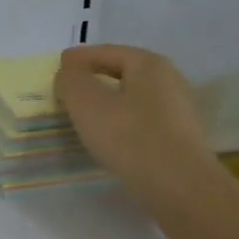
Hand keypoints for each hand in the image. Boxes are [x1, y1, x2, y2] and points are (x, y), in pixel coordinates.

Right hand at [54, 44, 216, 208]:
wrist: (179, 186)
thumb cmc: (130, 137)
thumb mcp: (87, 104)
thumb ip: (71, 81)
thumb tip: (69, 71)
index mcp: (149, 64)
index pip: (108, 52)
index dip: (80, 57)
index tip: (59, 64)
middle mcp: (169, 79)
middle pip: (124, 71)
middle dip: (95, 77)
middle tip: (70, 87)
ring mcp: (178, 110)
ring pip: (133, 97)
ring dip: (108, 101)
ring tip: (85, 113)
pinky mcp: (179, 137)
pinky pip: (142, 119)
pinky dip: (121, 120)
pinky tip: (109, 136)